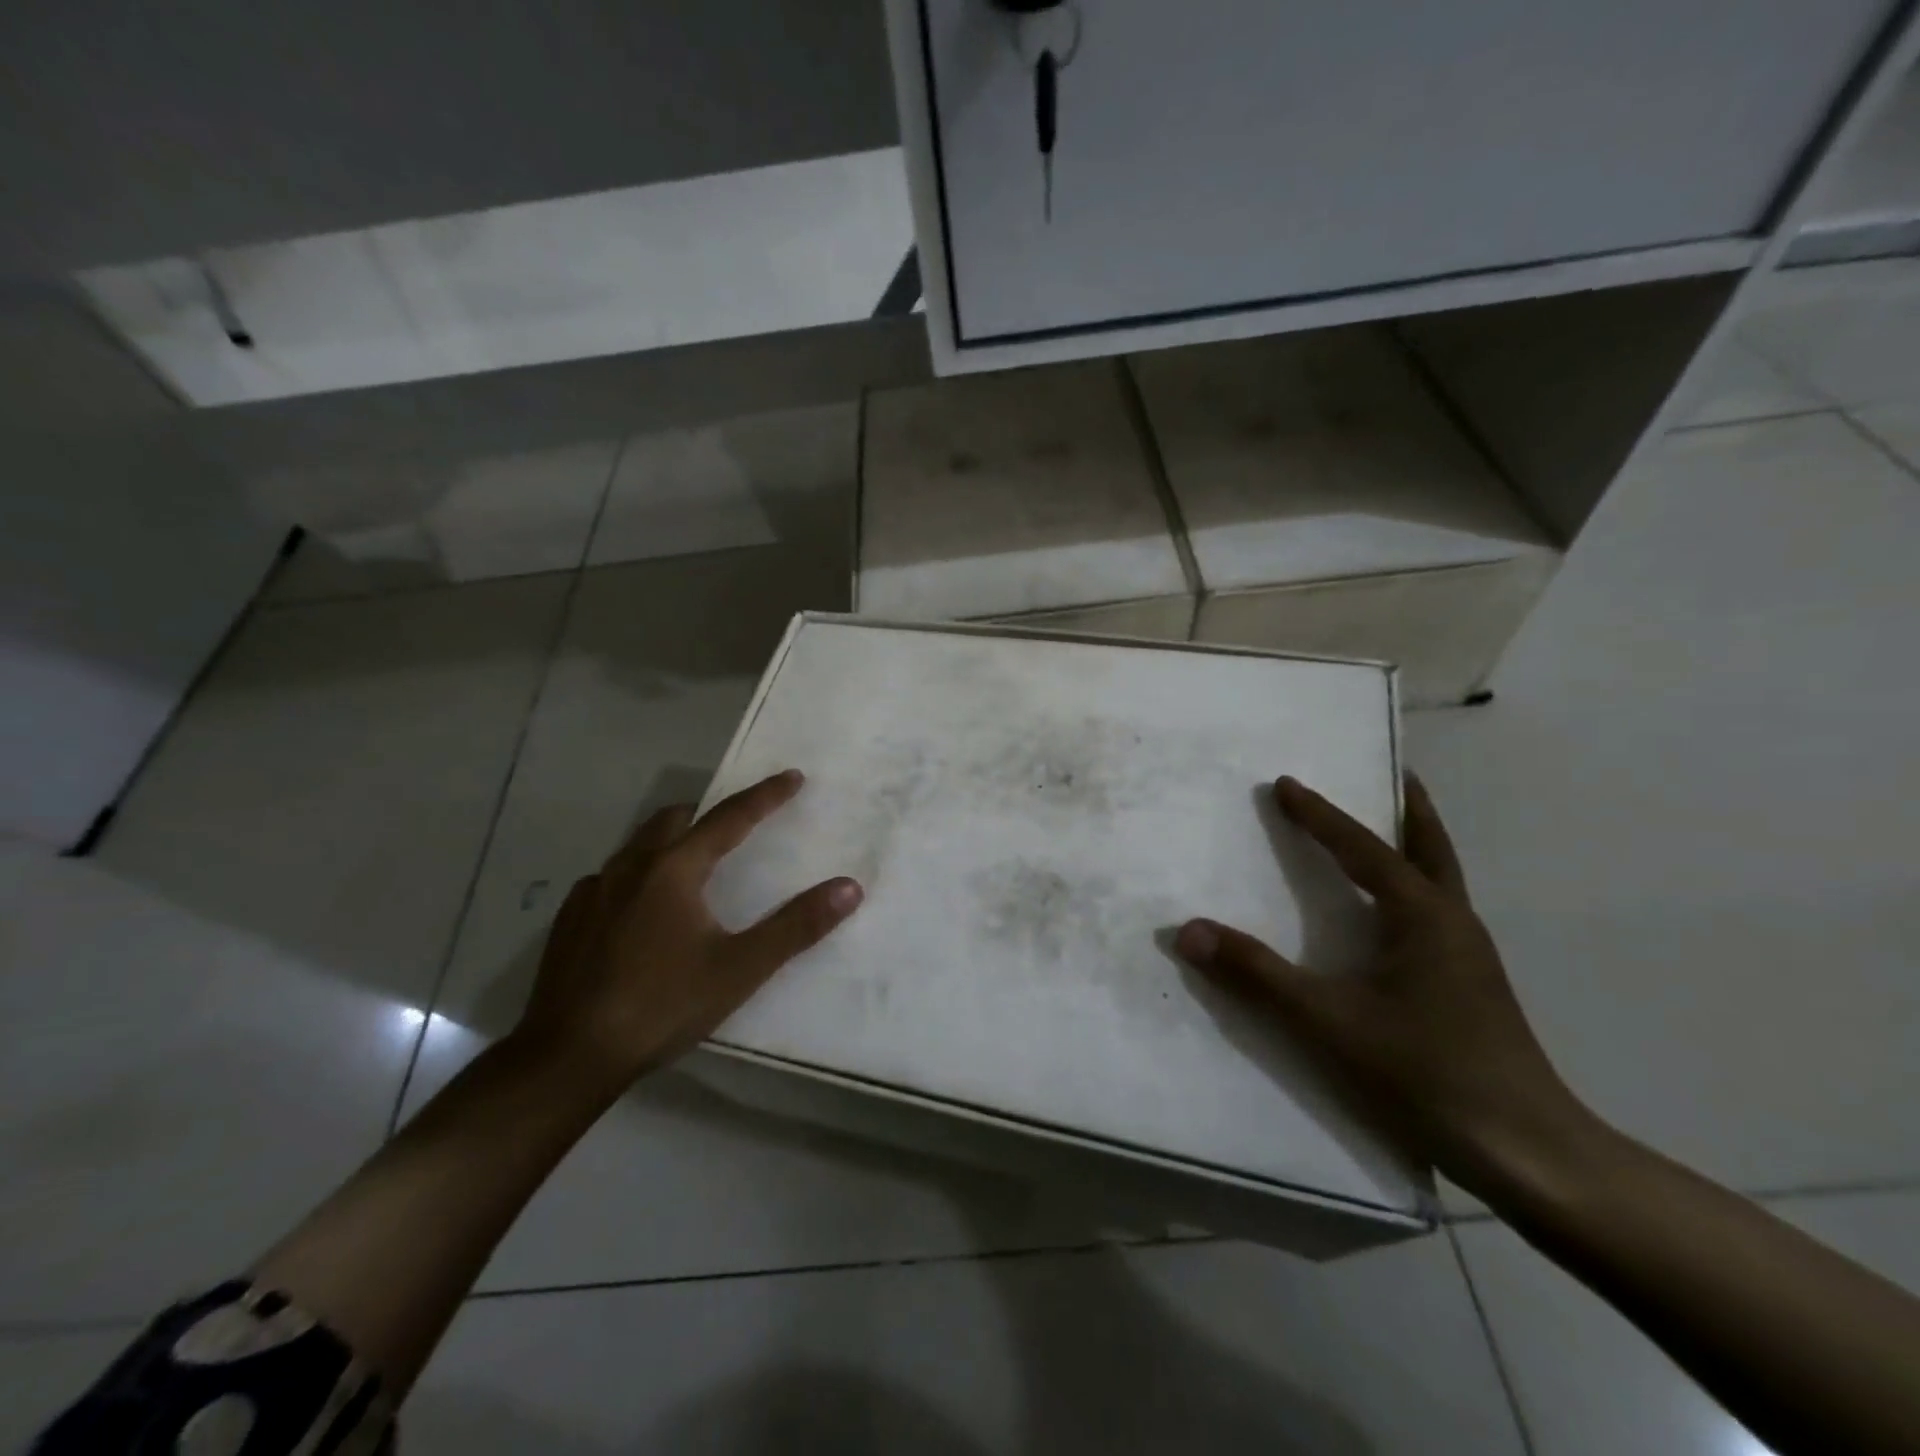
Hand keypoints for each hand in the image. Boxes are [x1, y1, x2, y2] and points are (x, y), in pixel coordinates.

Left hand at [512, 769, 862, 1091]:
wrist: (568, 1056)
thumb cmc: (662, 1006)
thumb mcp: (740, 969)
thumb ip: (796, 926)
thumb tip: (849, 887)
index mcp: (674, 870)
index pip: (730, 818)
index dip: (765, 796)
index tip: (792, 777)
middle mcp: (631, 867)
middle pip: (675, 820)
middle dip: (710, 813)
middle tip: (737, 823)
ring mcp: (593, 891)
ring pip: (639, 845)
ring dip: (671, 841)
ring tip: (693, 863)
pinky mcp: (570, 918)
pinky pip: (611, 877)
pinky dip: (638, 874)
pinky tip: (641, 908)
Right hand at [1175, 774, 1595, 1198]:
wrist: (1528, 1154)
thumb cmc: (1425, 1073)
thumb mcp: (1327, 1022)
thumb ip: (1255, 974)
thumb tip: (1189, 931)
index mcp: (1422, 915)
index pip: (1362, 847)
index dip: (1320, 814)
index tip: (1286, 782)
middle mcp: (1452, 922)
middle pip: (1429, 847)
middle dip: (1407, 808)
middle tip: (1391, 771)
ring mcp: (1468, 955)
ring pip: (1438, 879)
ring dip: (1411, 845)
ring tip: (1386, 828)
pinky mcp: (1469, 985)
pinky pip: (1435, 912)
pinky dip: (1411, 886)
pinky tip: (1389, 913)